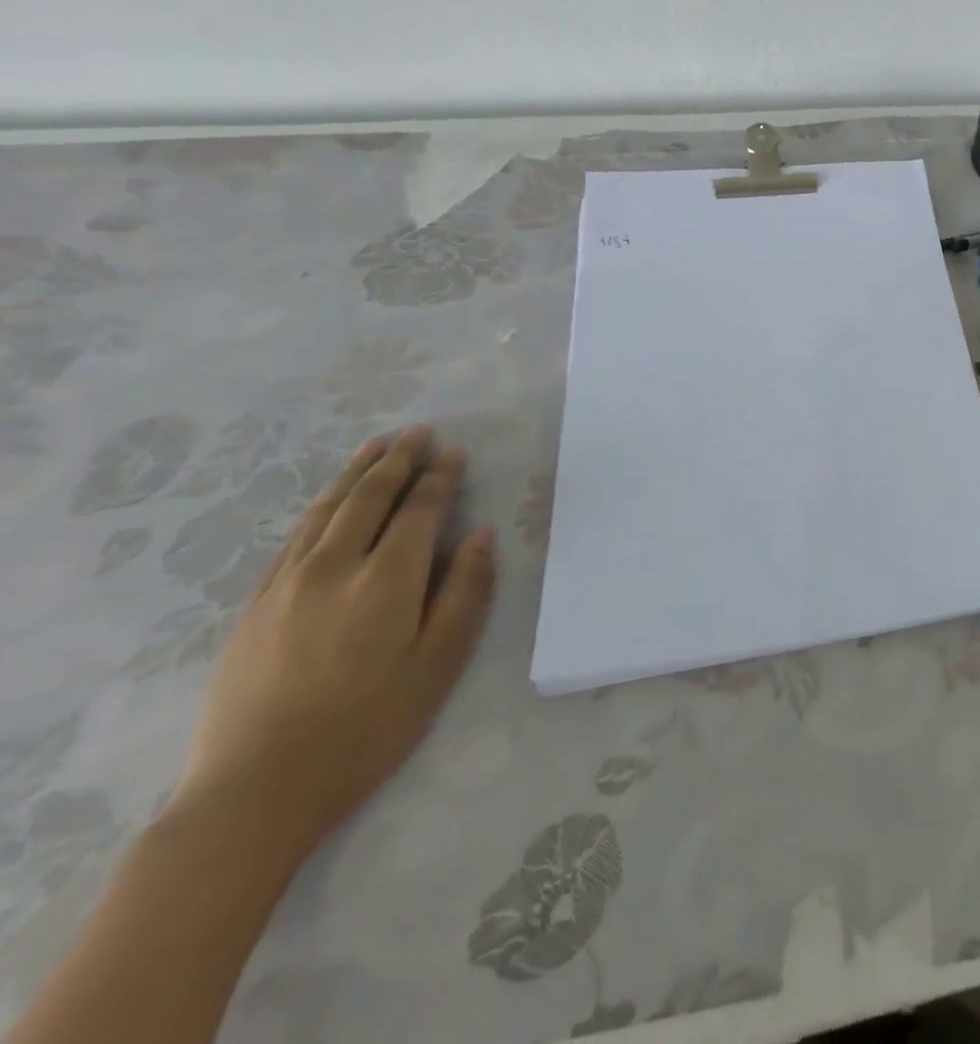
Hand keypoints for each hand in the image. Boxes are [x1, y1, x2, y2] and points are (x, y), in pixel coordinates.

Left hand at [165, 425, 496, 860]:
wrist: (257, 790)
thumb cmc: (370, 725)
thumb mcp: (440, 662)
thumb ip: (466, 591)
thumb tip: (481, 534)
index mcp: (386, 580)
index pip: (419, 510)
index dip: (440, 477)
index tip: (454, 451)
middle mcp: (333, 568)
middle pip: (368, 499)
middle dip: (397, 461)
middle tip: (418, 432)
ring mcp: (286, 585)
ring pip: (325, 511)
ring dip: (355, 474)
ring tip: (376, 447)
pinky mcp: (255, 606)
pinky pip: (292, 538)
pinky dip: (319, 507)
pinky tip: (329, 500)